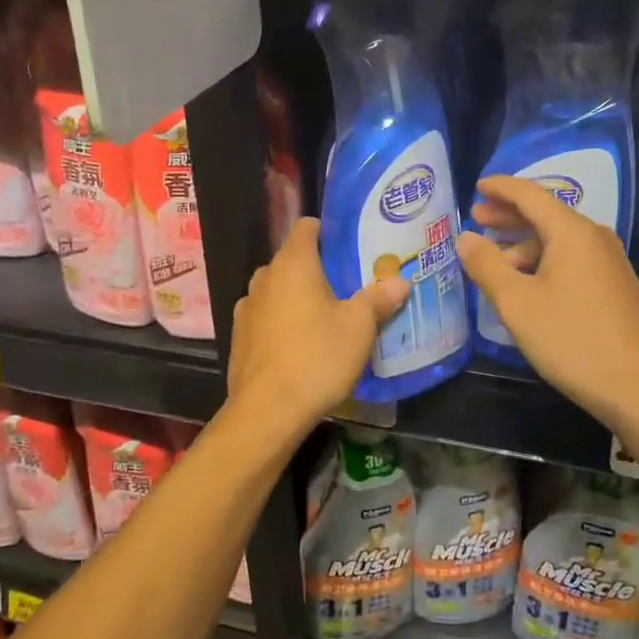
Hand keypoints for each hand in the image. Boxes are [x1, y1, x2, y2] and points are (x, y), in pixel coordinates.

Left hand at [228, 218, 409, 439]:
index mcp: (293, 264)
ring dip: (297, 297)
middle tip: (348, 286)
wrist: (267, 411)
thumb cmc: (317, 357)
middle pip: (292, 260)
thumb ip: (378, 299)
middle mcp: (265, 277)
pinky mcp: (239, 337)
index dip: (327, 231)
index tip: (349, 247)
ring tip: (325, 317)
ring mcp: (247, 307)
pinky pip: (266, 317)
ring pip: (277, 290)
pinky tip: (300, 345)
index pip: (306, 226)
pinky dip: (282, 322)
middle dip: (317, 269)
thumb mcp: (359, 328)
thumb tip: (399, 281)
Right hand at [457, 175, 638, 430]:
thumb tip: (465, 238)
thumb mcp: (517, 303)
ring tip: (493, 261)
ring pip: (558, 241)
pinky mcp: (614, 287)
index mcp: (572, 232)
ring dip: (524, 244)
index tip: (476, 185)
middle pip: (545, 215)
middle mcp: (594, 238)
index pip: (530, 194)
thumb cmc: (572, 339)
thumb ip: (486, 266)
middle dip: (509, 215)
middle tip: (477, 217)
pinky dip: (543, 262)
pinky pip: (571, 260)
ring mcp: (608, 263)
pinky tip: (525, 285)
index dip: (500, 188)